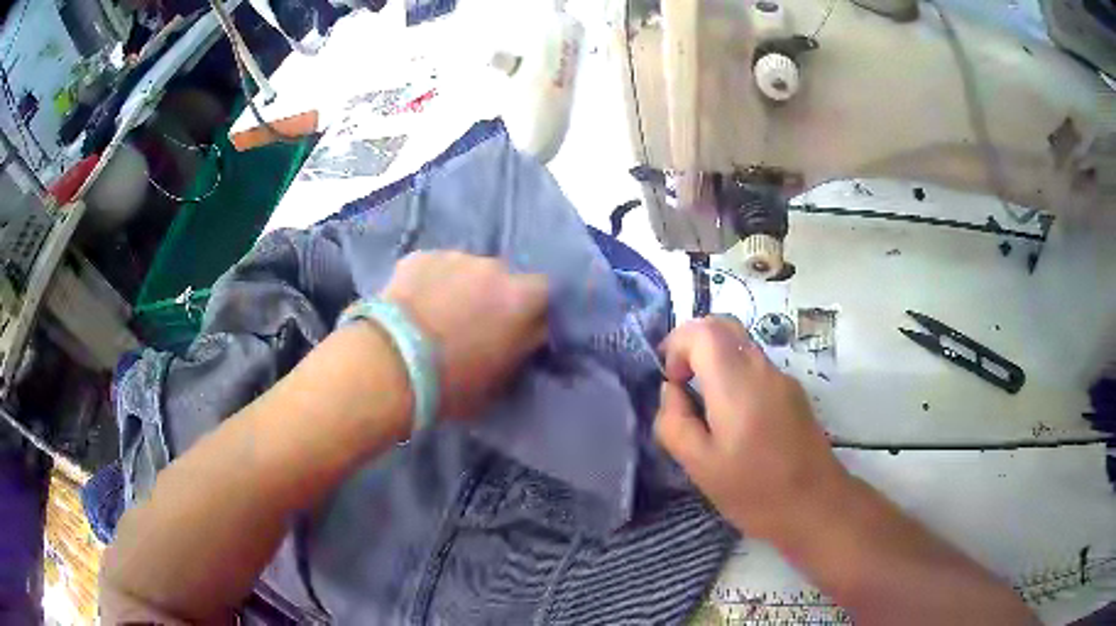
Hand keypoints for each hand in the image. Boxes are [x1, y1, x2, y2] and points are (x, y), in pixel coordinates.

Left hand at [381, 251, 547, 420]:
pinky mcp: (420, 256)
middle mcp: (495, 267)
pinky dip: (429, 283)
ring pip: (466, 270)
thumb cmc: (452, 384)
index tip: (517, 330)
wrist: (390, 365)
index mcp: (522, 299)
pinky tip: (412, 306)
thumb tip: (524, 338)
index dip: (531, 312)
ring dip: (460, 287)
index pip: (543, 295)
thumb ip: (520, 351)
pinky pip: (433, 269)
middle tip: (473, 324)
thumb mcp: (501, 380)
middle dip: (493, 296)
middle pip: (503, 278)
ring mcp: (455, 257)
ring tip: (437, 315)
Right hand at [654, 316, 850, 540]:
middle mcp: (763, 369)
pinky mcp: (793, 392)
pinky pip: (756, 366)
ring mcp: (782, 378)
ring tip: (705, 406)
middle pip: (724, 326)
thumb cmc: (754, 490)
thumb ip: (674, 422)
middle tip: (681, 381)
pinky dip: (734, 374)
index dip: (677, 345)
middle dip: (693, 343)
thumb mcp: (699, 465)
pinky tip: (733, 418)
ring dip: (714, 360)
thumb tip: (671, 391)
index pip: (703, 331)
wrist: (815, 504)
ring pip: (741, 344)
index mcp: (737, 384)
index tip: (672, 382)